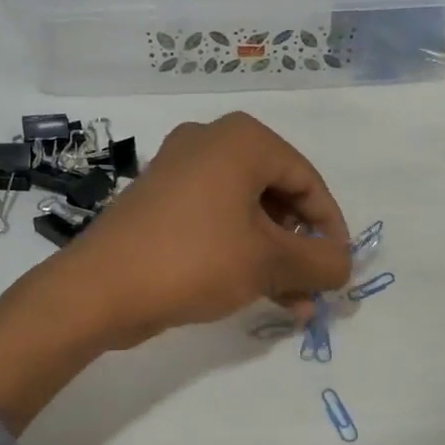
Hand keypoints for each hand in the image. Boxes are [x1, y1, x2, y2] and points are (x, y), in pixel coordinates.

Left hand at [64, 113, 352, 347]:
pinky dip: (241, 254)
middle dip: (301, 248)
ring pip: (247, 214)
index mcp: (241, 140)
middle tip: (314, 287)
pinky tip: (260, 295)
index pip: (307, 180)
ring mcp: (180, 172)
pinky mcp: (161, 204)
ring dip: (275, 259)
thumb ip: (320, 262)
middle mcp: (210, 143)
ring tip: (294, 304)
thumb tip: (345, 266)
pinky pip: (217, 223)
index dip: (330, 228)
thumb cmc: (194, 260)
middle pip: (278, 196)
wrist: (99, 289)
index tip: (339, 268)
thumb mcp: (269, 262)